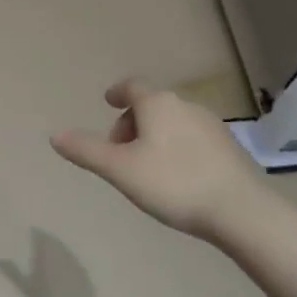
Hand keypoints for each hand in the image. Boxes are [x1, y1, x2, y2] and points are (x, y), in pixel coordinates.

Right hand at [50, 79, 252, 236]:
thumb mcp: (120, 170)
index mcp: (158, 104)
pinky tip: (178, 177)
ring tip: (146, 167)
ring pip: (173, 122)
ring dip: (155, 136)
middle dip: (132, 123)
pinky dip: (177, 148)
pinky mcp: (229, 147)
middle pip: (152, 105)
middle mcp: (185, 105)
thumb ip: (87, 151)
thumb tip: (55, 135)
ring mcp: (212, 125)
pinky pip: (193, 139)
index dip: (117, 93)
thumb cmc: (174, 183)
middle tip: (120, 151)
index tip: (108, 102)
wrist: (241, 210)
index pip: (132, 86)